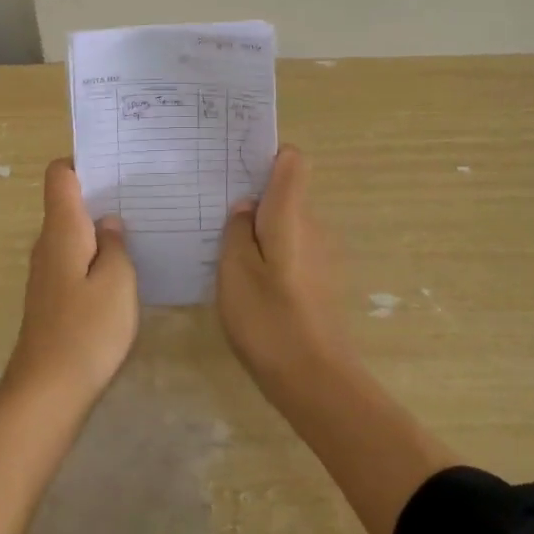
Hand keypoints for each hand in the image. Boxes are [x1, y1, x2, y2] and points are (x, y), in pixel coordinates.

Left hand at [7, 160, 138, 401]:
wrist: (47, 392)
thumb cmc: (87, 330)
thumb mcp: (118, 282)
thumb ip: (117, 245)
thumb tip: (110, 222)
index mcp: (62, 230)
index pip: (60, 176)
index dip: (83, 161)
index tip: (116, 162)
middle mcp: (49, 244)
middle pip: (68, 202)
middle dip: (101, 194)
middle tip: (143, 192)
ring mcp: (48, 272)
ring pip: (74, 234)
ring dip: (102, 228)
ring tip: (141, 226)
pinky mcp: (53, 298)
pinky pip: (76, 260)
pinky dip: (97, 256)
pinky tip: (125, 269)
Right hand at [217, 145, 350, 389]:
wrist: (316, 380)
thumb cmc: (269, 319)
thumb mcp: (235, 270)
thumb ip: (236, 230)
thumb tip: (244, 206)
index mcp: (292, 214)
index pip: (293, 160)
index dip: (267, 154)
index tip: (236, 164)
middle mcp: (313, 226)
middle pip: (286, 192)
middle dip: (253, 194)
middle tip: (214, 207)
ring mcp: (320, 255)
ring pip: (286, 223)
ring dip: (259, 227)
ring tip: (221, 244)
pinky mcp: (319, 281)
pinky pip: (290, 249)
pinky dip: (269, 253)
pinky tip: (245, 278)